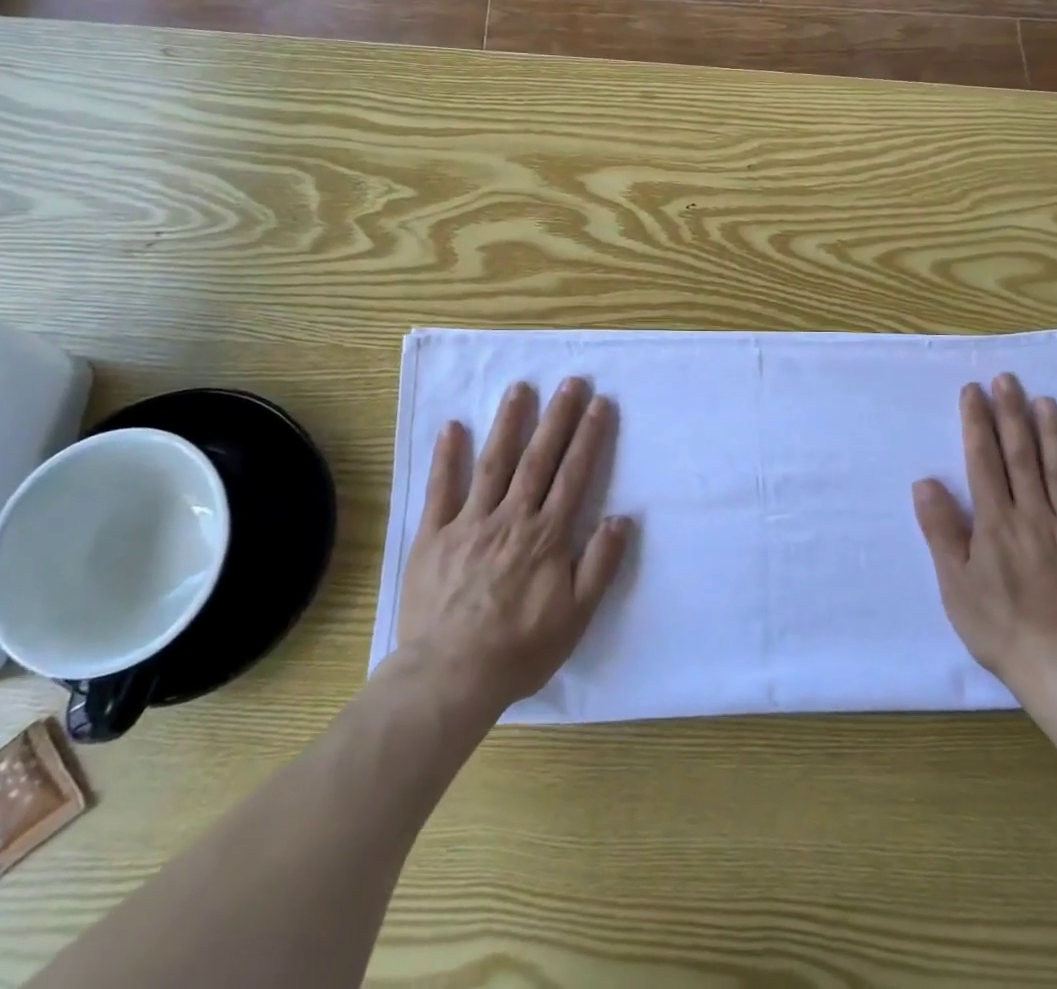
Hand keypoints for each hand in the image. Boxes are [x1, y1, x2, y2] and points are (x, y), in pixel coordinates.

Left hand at [396, 377, 631, 719]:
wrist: (450, 676)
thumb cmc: (520, 649)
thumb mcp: (576, 617)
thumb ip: (600, 565)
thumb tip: (622, 518)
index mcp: (546, 535)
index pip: (574, 475)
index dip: (589, 436)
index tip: (599, 403)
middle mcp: (511, 517)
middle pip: (539, 459)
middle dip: (557, 417)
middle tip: (570, 381)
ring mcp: (469, 523)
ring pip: (493, 463)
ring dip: (508, 423)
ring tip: (520, 388)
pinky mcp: (434, 535)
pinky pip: (440, 490)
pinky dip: (446, 457)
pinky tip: (452, 427)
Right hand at [913, 374, 1056, 708]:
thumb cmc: (999, 627)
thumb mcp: (955, 583)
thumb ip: (942, 530)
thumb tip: (926, 482)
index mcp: (996, 522)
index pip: (984, 460)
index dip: (977, 423)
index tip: (973, 391)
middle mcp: (1034, 516)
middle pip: (1022, 456)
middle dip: (1011, 414)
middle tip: (1007, 379)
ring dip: (1052, 434)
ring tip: (1046, 402)